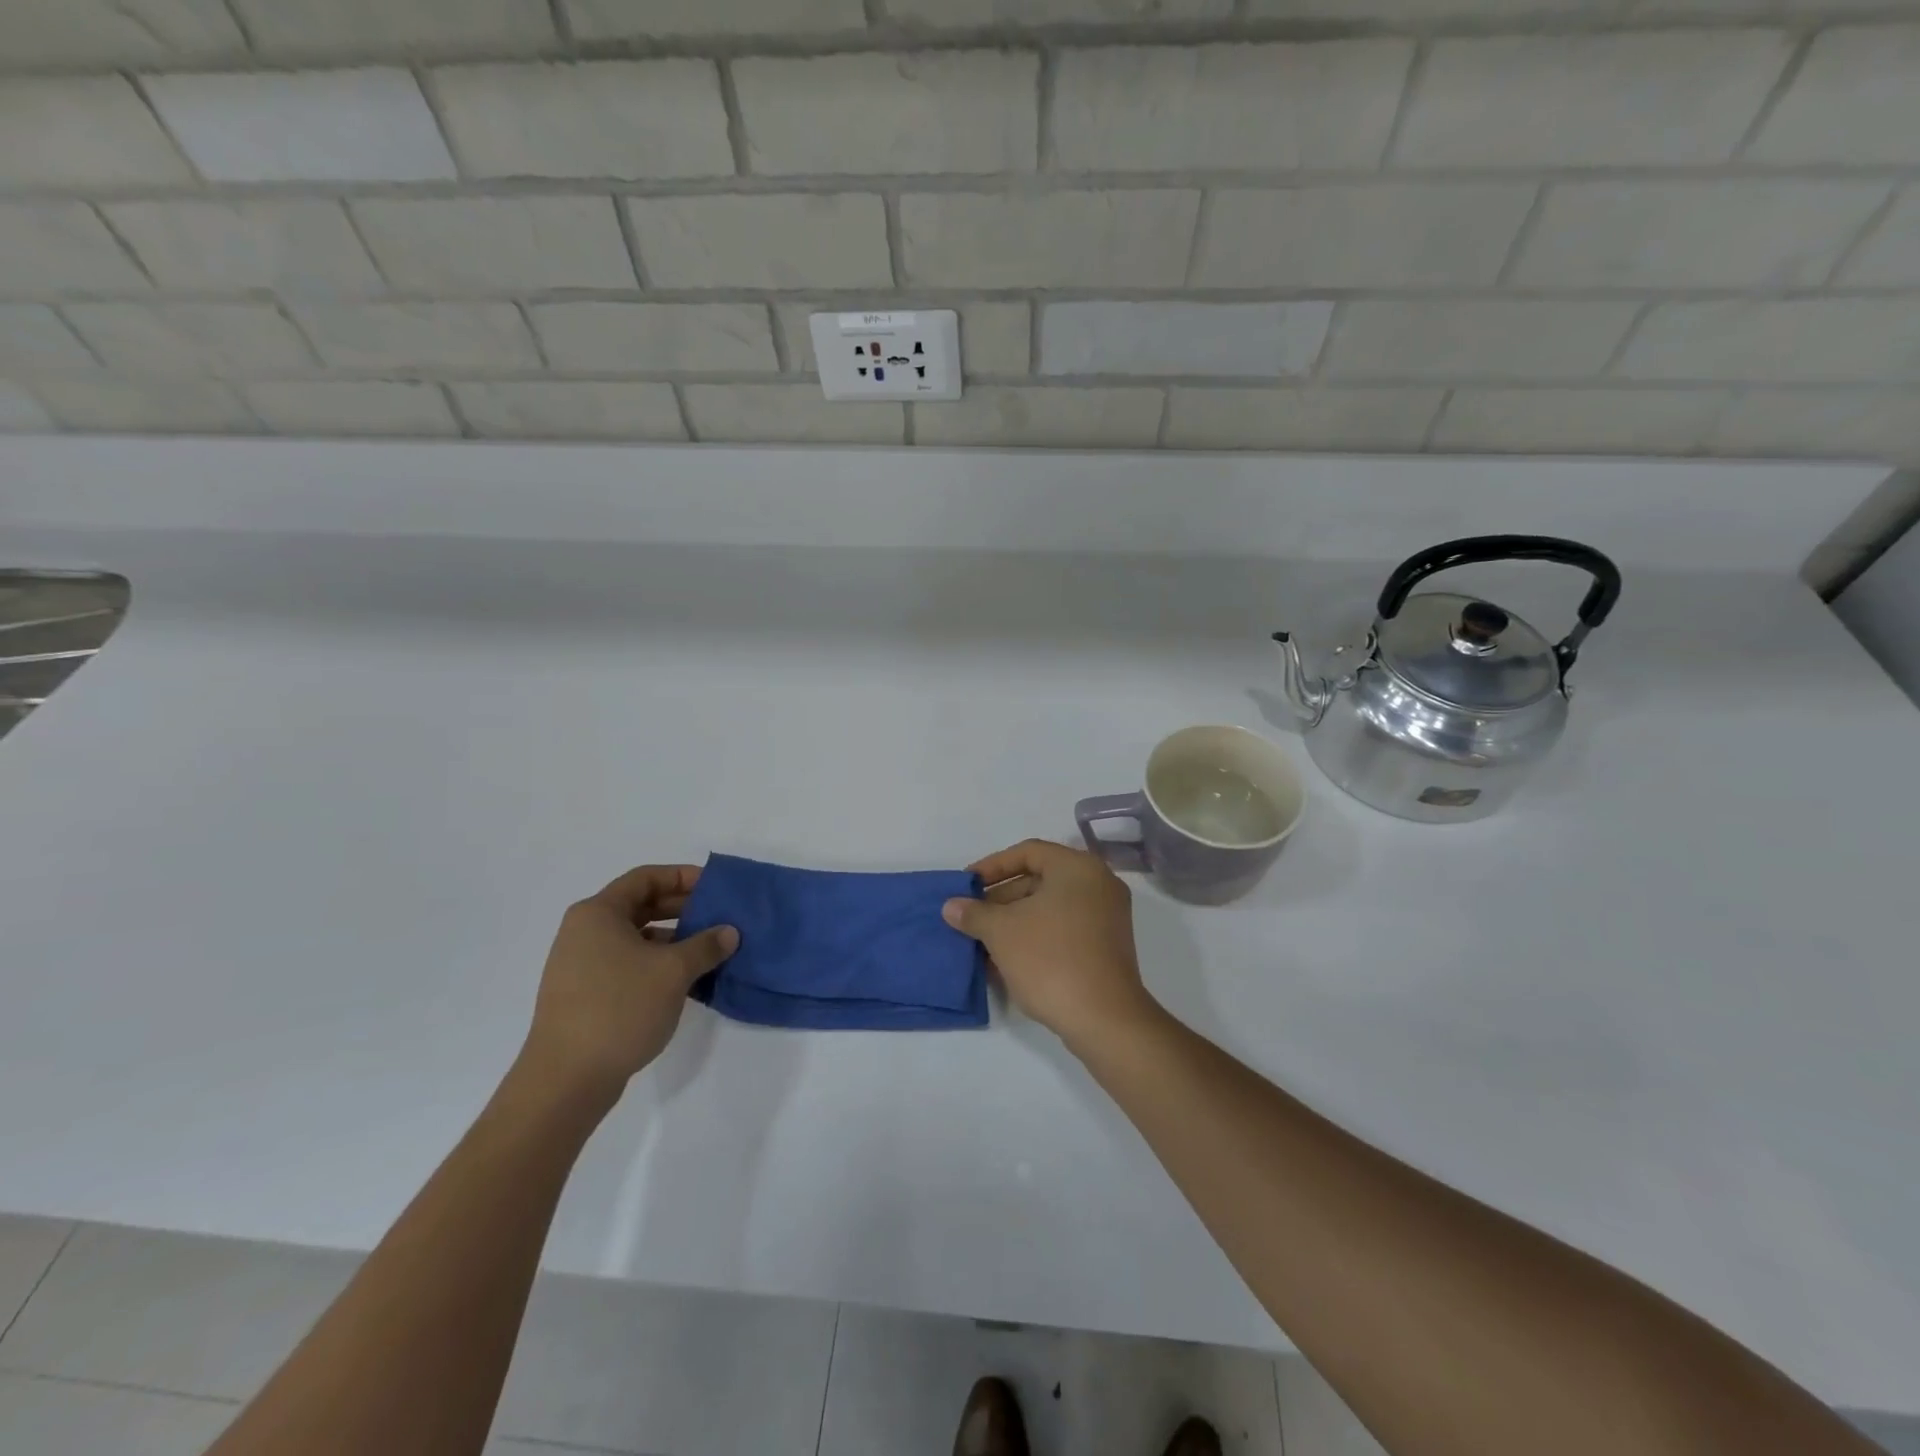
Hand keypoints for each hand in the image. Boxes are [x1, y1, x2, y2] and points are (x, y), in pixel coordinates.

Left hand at [519, 865, 737, 1106]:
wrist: (566, 1079)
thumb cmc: (620, 1008)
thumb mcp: (673, 971)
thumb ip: (706, 945)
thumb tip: (729, 932)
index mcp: (598, 913)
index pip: (646, 878)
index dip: (683, 877)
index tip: (716, 887)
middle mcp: (585, 931)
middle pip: (641, 905)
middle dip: (683, 909)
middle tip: (720, 917)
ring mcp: (582, 964)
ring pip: (637, 938)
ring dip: (674, 939)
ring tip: (710, 951)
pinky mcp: (585, 994)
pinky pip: (628, 964)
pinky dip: (658, 964)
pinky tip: (686, 981)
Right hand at [942, 839, 1154, 1049]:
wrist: (1103, 1019)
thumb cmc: (1050, 959)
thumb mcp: (1002, 932)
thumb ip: (974, 913)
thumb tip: (951, 906)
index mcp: (1077, 867)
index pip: (1027, 852)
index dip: (992, 866)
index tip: (966, 886)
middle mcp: (1098, 884)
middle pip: (1039, 879)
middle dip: (1000, 898)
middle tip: (971, 917)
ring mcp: (1107, 917)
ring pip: (1050, 908)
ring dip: (1014, 921)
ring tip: (982, 941)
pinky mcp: (1106, 947)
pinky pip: (1063, 929)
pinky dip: (1035, 936)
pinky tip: (1006, 960)